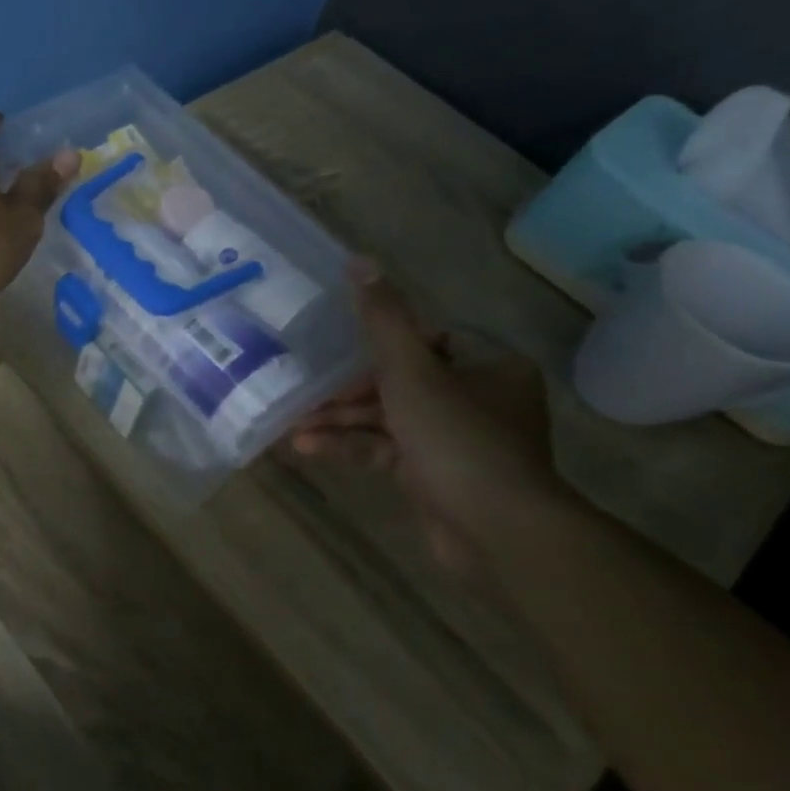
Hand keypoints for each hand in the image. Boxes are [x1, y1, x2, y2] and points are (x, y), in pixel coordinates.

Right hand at [291, 261, 561, 568]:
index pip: (430, 337)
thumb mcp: (410, 371)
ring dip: (341, 420)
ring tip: (294, 425)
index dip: (383, 343)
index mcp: (487, 364)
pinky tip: (307, 447)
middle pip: (402, 379)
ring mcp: (456, 438)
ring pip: (389, 416)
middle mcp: (478, 397)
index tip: (342, 351)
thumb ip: (382, 318)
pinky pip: (387, 448)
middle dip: (348, 390)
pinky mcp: (436, 473)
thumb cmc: (455, 437)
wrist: (495, 530)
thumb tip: (358, 260)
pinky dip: (351, 445)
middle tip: (307, 392)